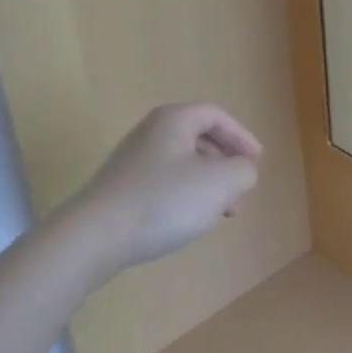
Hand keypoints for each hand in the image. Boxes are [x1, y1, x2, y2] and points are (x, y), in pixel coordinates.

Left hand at [65, 103, 260, 272]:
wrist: (94, 237)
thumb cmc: (163, 201)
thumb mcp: (219, 183)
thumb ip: (243, 171)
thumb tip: (242, 170)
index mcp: (174, 120)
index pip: (216, 115)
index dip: (241, 136)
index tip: (257, 162)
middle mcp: (151, 132)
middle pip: (199, 138)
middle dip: (225, 164)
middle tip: (239, 194)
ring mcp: (131, 160)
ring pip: (182, 163)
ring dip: (206, 184)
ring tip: (216, 214)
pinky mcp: (120, 187)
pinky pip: (163, 182)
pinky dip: (183, 195)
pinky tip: (184, 221)